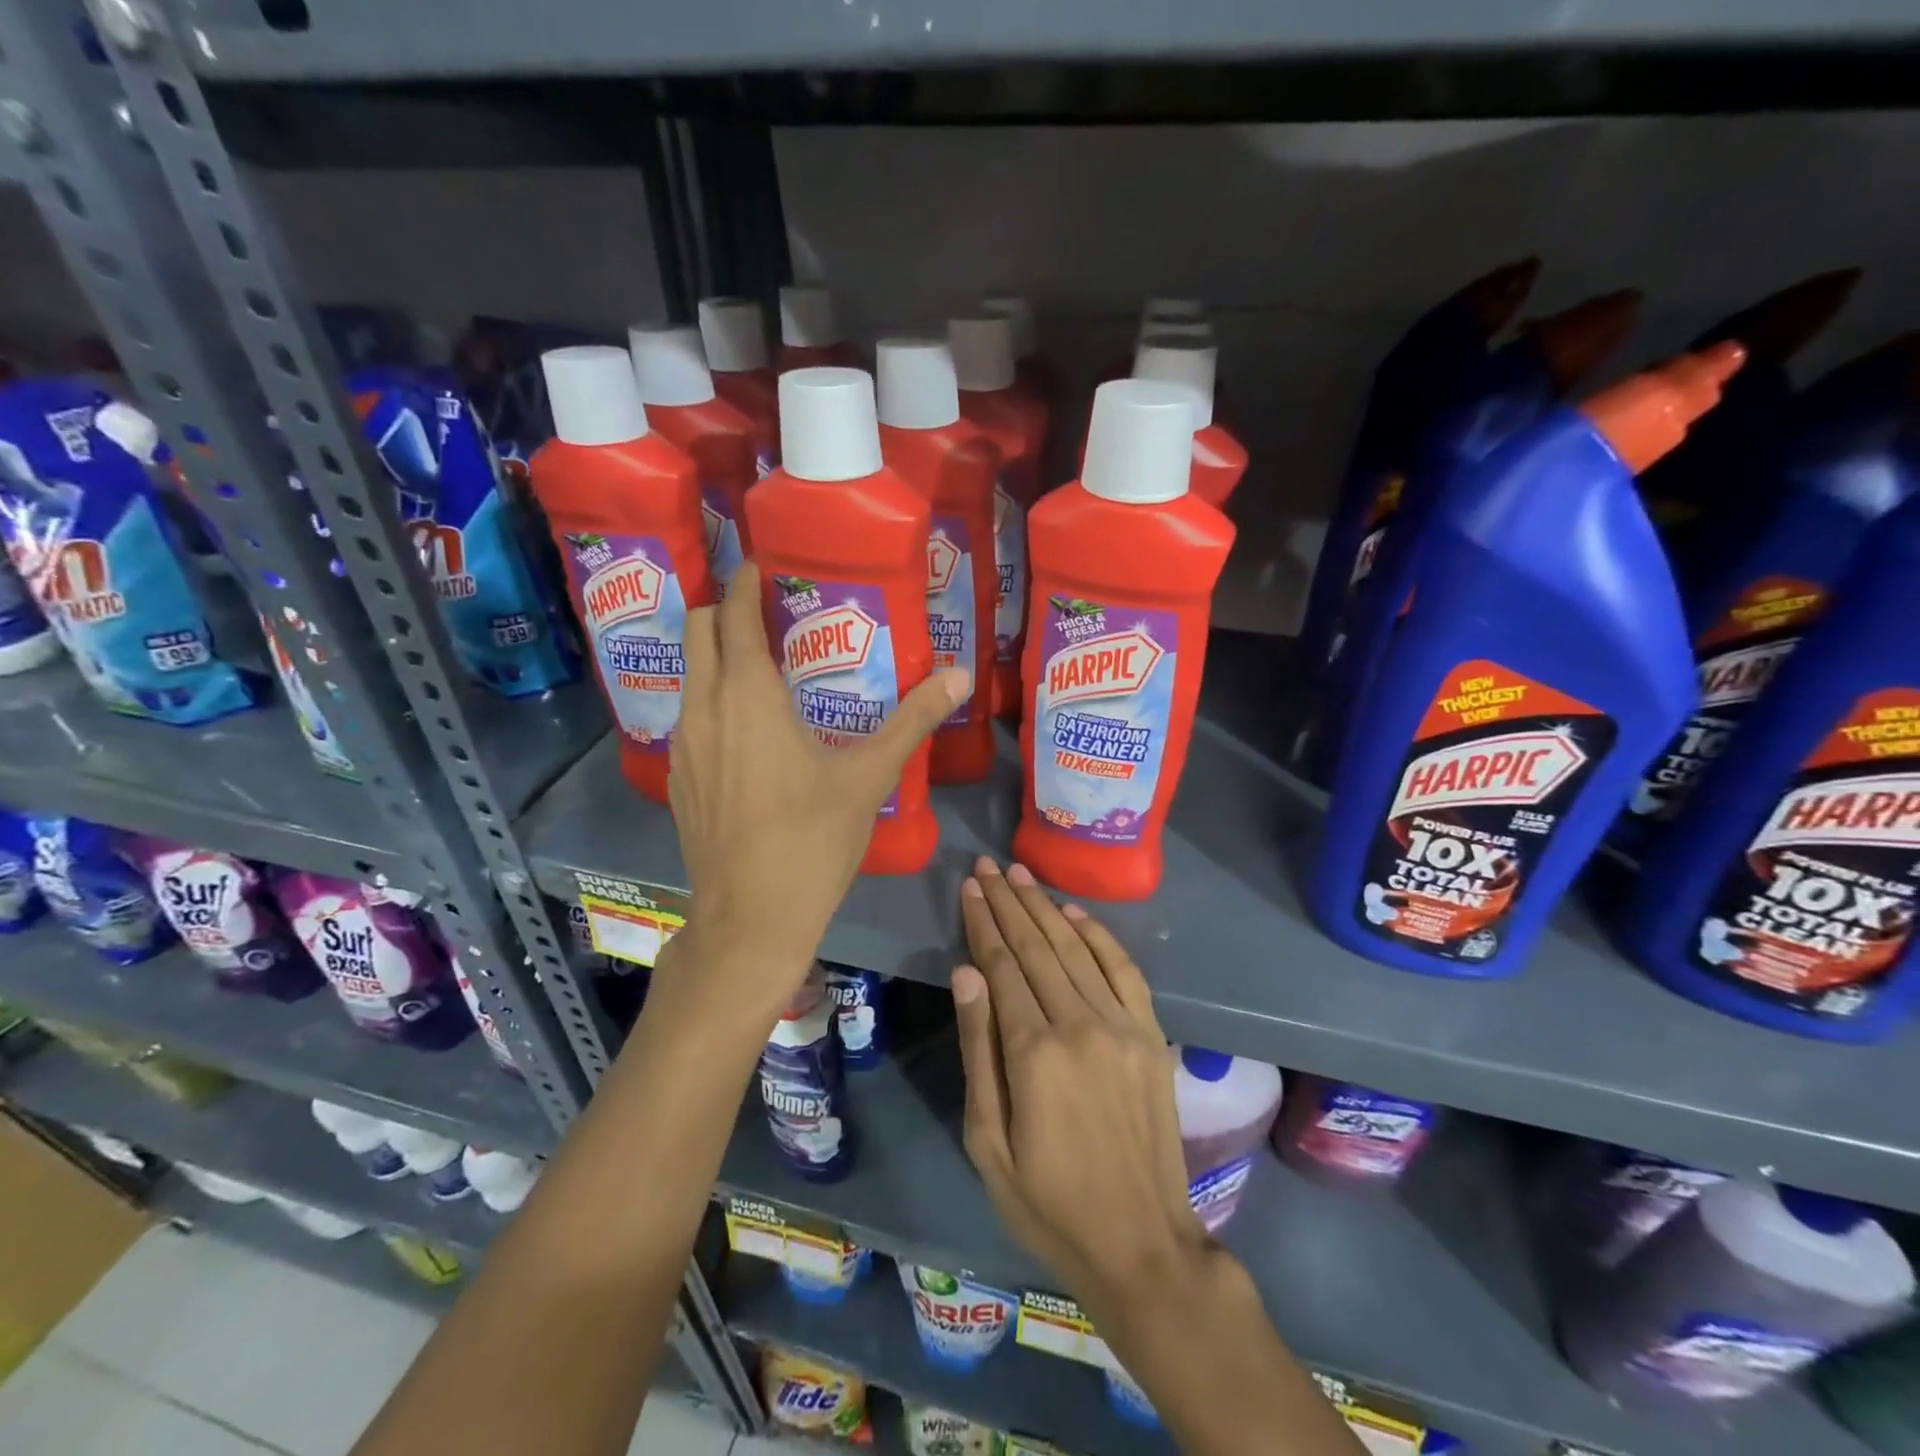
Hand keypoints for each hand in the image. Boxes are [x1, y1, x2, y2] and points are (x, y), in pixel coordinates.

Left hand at [662, 560, 967, 1013]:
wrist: (750, 916)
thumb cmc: (811, 840)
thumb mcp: (869, 776)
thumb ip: (912, 720)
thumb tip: (961, 675)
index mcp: (748, 695)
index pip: (733, 613)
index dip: (746, 581)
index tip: (767, 566)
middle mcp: (704, 707)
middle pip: (697, 629)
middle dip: (725, 609)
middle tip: (771, 614)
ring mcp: (683, 744)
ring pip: (689, 674)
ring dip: (717, 656)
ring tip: (765, 666)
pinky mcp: (678, 777)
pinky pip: (690, 715)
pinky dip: (712, 699)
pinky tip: (749, 731)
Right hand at [951, 856, 1208, 1309]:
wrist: (1141, 1243)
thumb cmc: (1048, 1202)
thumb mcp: (988, 1141)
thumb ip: (979, 1048)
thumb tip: (966, 973)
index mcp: (1034, 1052)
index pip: (1001, 966)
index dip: (983, 923)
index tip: (969, 888)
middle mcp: (1080, 1024)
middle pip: (1036, 947)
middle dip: (1008, 902)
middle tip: (987, 866)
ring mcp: (1122, 1025)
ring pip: (1075, 948)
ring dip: (1045, 907)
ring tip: (1020, 874)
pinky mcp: (1150, 1033)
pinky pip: (1122, 969)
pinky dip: (1097, 935)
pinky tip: (1073, 912)